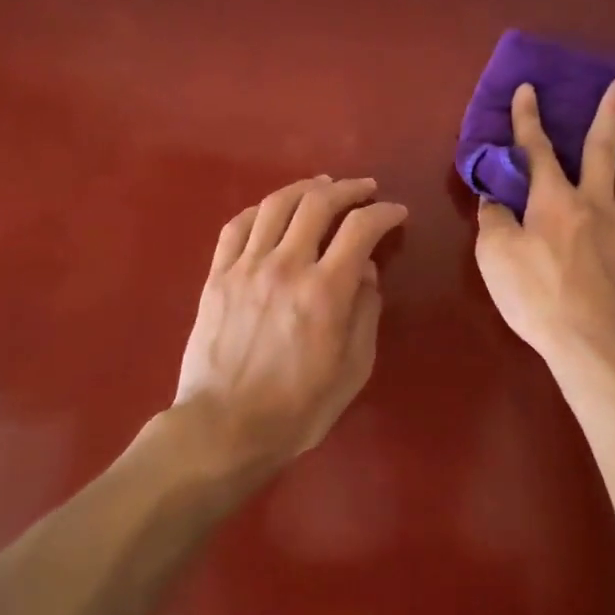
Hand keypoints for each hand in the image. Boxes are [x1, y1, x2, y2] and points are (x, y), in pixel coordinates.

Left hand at [174, 176, 407, 477]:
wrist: (223, 429)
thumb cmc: (297, 409)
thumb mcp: (352, 370)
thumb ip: (365, 313)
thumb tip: (364, 269)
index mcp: (324, 291)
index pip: (361, 228)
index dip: (384, 213)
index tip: (396, 212)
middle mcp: (285, 266)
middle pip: (318, 203)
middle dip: (348, 189)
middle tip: (365, 189)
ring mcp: (246, 267)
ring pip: (276, 205)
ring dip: (305, 188)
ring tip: (322, 186)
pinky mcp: (217, 275)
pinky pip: (238, 226)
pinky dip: (261, 209)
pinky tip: (273, 210)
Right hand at [474, 79, 614, 391]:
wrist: (597, 344)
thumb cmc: (539, 299)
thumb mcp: (496, 258)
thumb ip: (495, 221)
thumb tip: (493, 198)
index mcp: (553, 201)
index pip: (537, 151)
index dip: (529, 119)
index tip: (529, 88)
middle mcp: (594, 203)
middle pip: (603, 150)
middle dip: (610, 114)